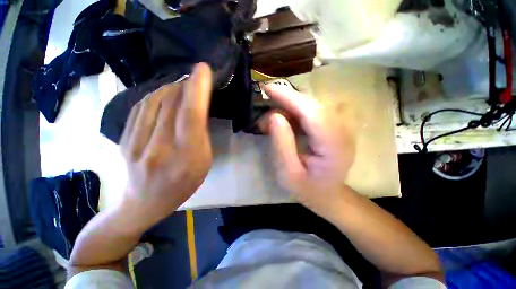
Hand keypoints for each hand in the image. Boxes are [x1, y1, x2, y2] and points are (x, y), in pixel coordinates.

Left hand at [119, 63, 212, 225]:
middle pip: (171, 105)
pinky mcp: (123, 140)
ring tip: (182, 85)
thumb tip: (196, 109)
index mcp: (186, 158)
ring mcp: (135, 144)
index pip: (191, 117)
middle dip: (186, 86)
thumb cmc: (183, 185)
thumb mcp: (203, 164)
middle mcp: (159, 149)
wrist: (144, 203)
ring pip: (153, 102)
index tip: (203, 70)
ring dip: (170, 88)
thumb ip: (200, 136)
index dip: (197, 90)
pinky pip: (140, 108)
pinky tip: (164, 94)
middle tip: (195, 78)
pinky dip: (155, 95)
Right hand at [260, 82, 354, 217]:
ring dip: (290, 108)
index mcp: (334, 147)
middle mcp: (343, 132)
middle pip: (313, 105)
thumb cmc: (307, 189)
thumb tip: (274, 116)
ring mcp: (342, 128)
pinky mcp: (335, 127)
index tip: (268, 89)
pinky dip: (296, 113)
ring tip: (272, 123)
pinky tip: (286, 123)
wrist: (328, 194)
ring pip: (312, 106)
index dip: (290, 98)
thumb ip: (282, 144)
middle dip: (287, 102)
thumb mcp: (288, 173)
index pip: (312, 113)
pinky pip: (314, 111)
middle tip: (266, 110)